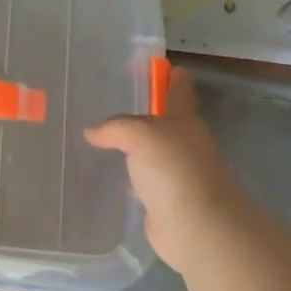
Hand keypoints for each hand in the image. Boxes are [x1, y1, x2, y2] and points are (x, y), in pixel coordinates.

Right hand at [84, 68, 243, 270]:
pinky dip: (130, 177)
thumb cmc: (174, 169)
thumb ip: (115, 128)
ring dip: (133, 147)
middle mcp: (184, 143)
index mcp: (184, 120)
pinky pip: (143, 181)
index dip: (168, 75)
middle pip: (164, 121)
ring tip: (99, 142)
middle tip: (108, 106)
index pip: (178, 89)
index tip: (153, 65)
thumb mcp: (140, 134)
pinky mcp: (165, 200)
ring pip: (151, 152)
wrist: (197, 225)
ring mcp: (176, 173)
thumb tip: (92, 133)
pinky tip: (108, 177)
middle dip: (144, 113)